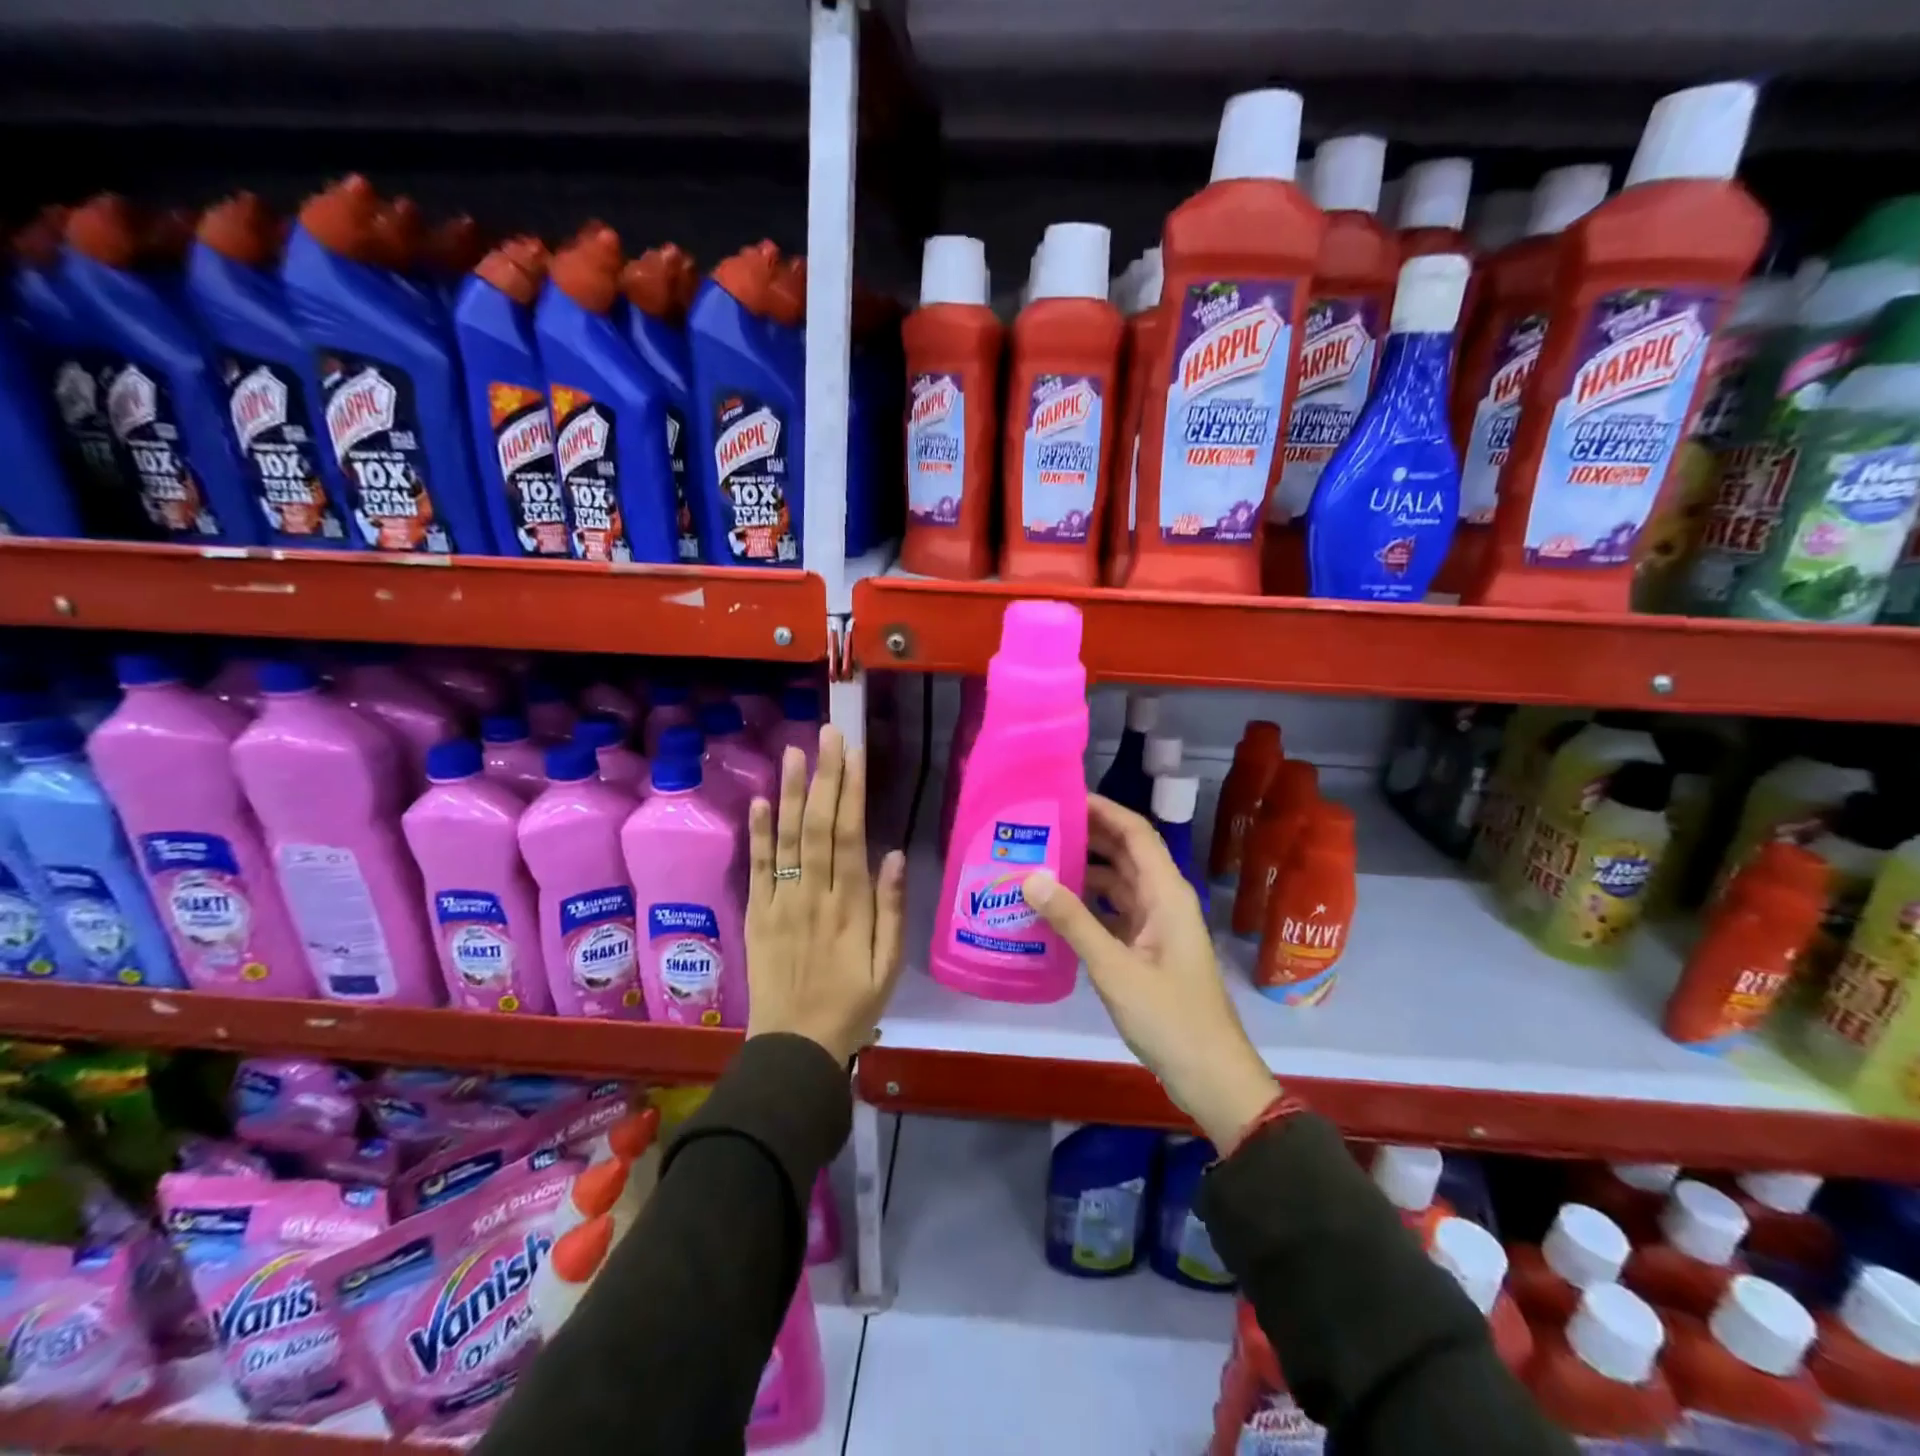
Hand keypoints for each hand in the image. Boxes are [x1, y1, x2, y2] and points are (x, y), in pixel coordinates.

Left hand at [745, 725, 907, 1064]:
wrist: (795, 1047)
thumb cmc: (852, 1005)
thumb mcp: (889, 966)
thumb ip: (892, 909)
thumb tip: (895, 853)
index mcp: (850, 906)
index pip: (850, 835)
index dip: (851, 791)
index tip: (854, 753)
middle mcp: (813, 894)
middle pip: (817, 825)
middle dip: (824, 776)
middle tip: (827, 734)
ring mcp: (780, 901)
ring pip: (786, 838)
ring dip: (789, 792)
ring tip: (793, 752)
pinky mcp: (757, 913)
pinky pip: (757, 867)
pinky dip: (758, 833)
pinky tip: (759, 801)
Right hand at [1022, 794, 1278, 1150]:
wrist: (1211, 1076)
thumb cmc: (1170, 1018)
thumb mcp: (1115, 968)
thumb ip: (1073, 921)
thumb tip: (1031, 877)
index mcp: (1166, 893)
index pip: (1135, 833)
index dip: (1103, 810)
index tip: (1063, 797)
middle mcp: (1163, 900)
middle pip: (1125, 853)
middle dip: (1087, 835)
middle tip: (1039, 826)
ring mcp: (1157, 925)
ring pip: (1118, 882)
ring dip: (1085, 869)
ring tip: (1038, 860)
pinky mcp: (1148, 949)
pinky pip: (1115, 912)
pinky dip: (1088, 903)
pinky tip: (1055, 907)